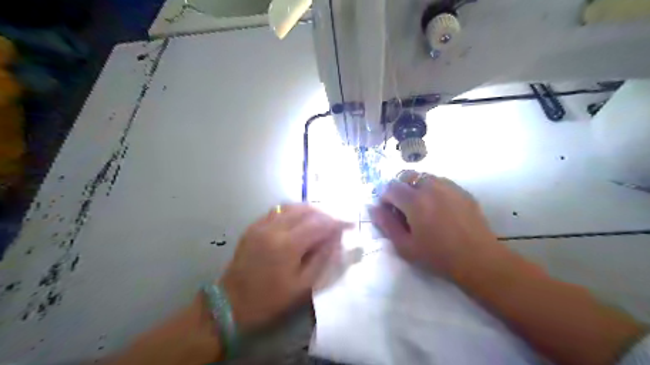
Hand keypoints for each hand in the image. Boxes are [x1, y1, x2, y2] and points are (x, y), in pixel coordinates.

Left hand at [218, 203, 350, 331]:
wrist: (230, 304)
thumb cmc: (269, 300)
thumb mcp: (302, 287)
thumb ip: (322, 259)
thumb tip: (337, 240)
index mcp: (288, 245)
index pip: (319, 225)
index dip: (337, 222)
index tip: (350, 224)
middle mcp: (274, 228)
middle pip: (306, 211)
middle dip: (325, 214)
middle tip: (335, 224)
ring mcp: (261, 225)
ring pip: (291, 207)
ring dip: (309, 210)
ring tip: (320, 221)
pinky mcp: (253, 227)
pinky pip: (278, 211)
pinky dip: (293, 211)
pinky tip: (299, 220)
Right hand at [370, 170, 501, 275]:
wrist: (479, 260)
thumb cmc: (438, 256)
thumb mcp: (405, 246)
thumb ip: (386, 224)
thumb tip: (373, 208)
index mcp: (414, 201)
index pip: (390, 187)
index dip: (384, 197)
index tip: (387, 211)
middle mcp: (431, 187)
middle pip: (407, 176)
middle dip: (399, 188)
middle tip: (403, 208)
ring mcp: (449, 187)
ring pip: (424, 177)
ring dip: (416, 187)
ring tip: (422, 207)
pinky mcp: (462, 191)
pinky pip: (441, 182)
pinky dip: (433, 189)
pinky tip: (439, 208)